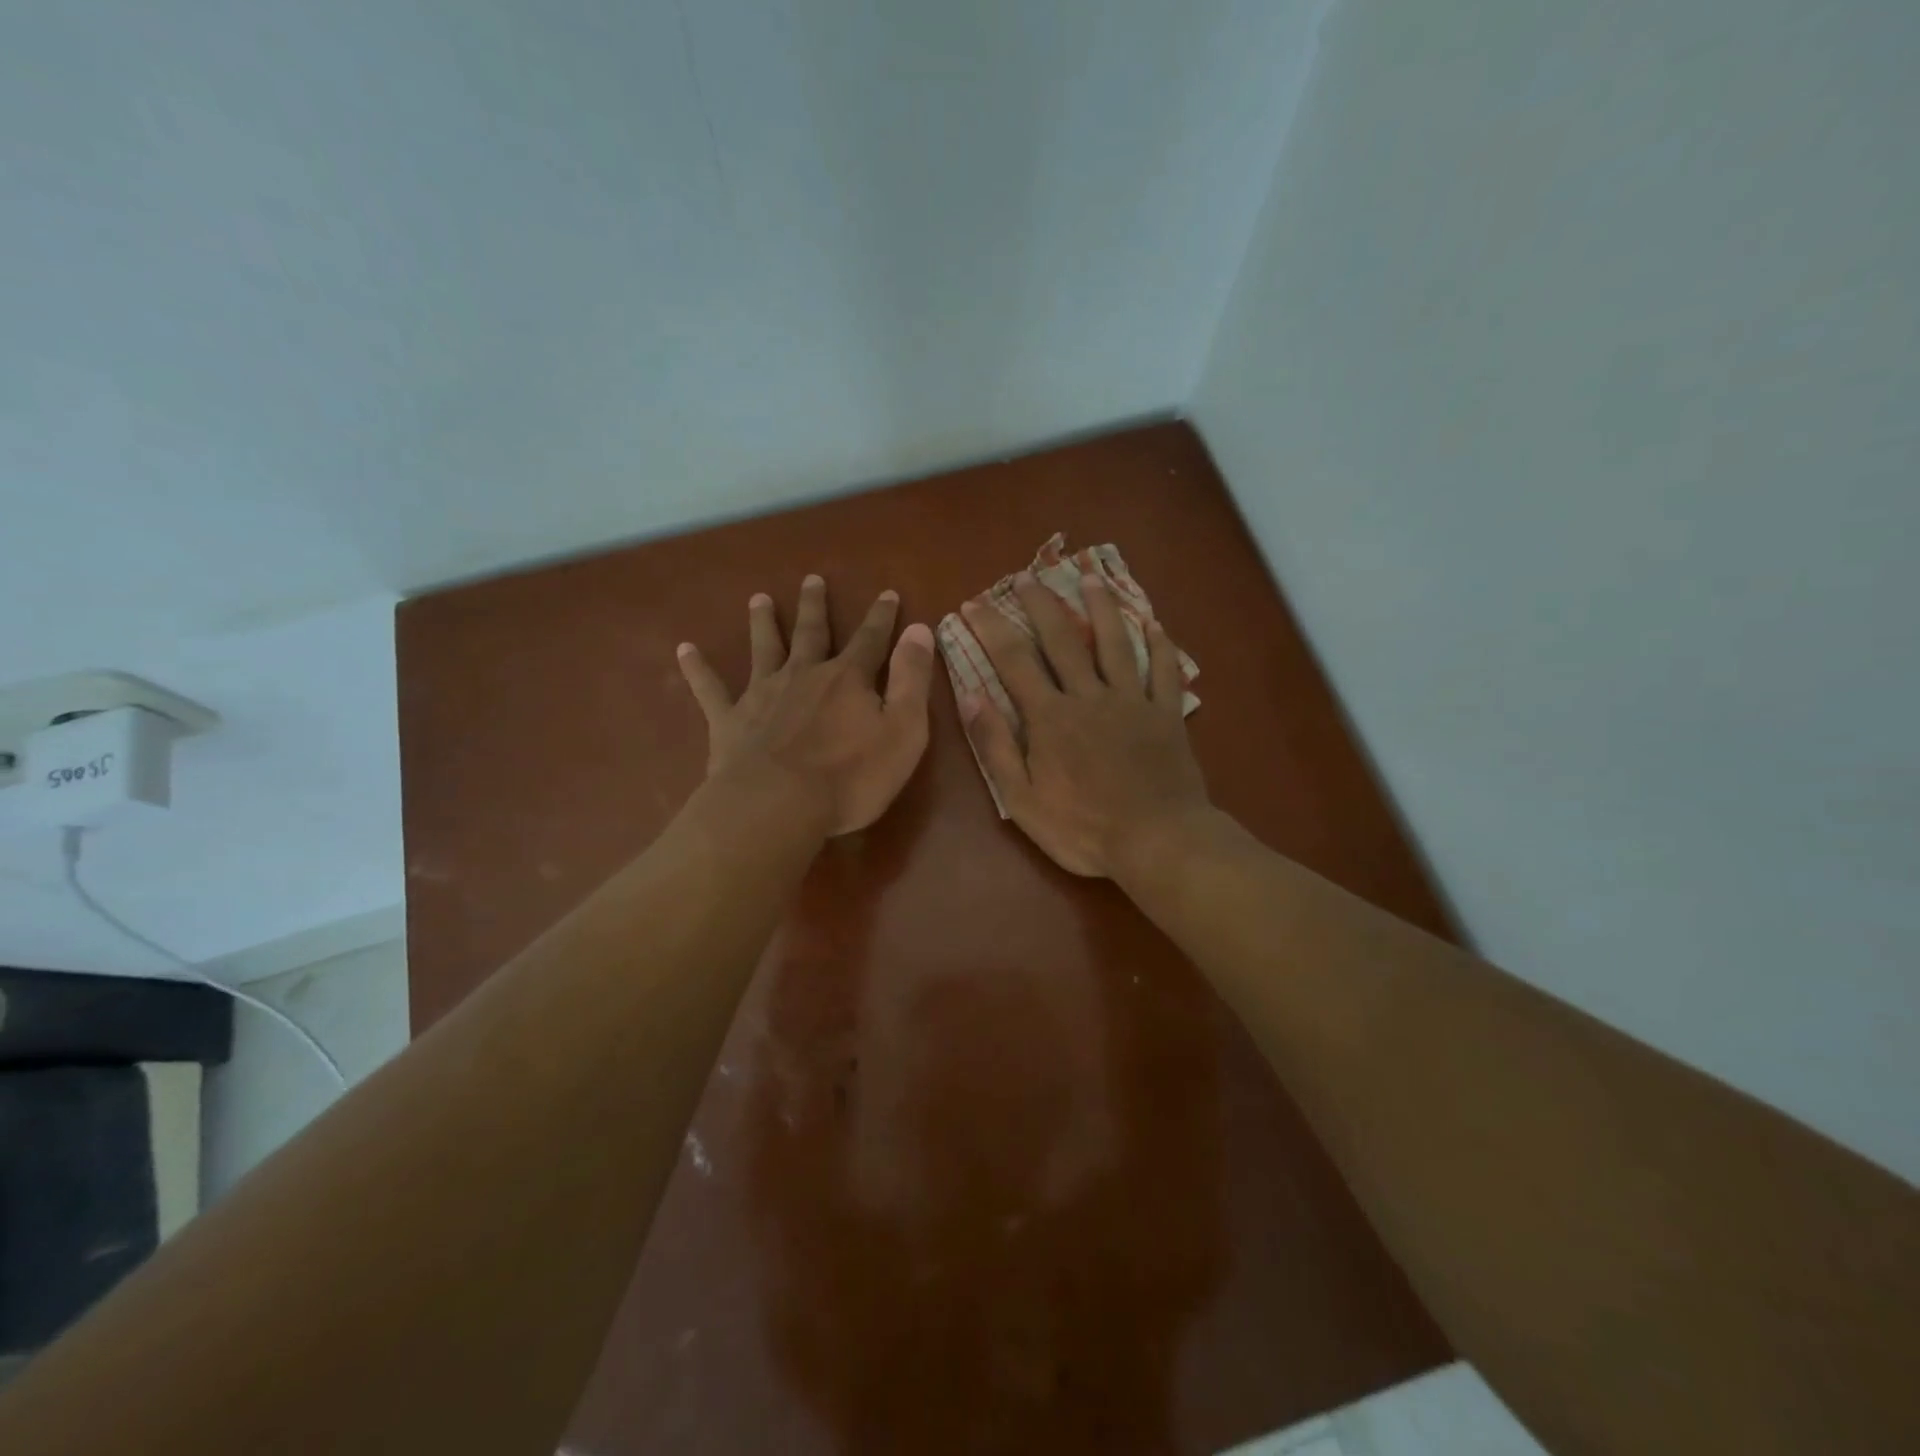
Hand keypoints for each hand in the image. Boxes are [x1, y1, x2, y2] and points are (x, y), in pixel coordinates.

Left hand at [677, 574, 935, 836]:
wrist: (777, 806)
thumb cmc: (850, 777)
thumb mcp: (903, 731)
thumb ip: (912, 679)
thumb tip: (920, 629)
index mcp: (847, 679)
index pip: (871, 639)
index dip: (882, 617)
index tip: (887, 593)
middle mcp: (803, 675)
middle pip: (811, 633)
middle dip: (815, 607)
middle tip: (812, 579)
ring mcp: (762, 695)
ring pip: (763, 649)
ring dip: (762, 623)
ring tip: (759, 599)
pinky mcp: (729, 721)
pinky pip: (710, 689)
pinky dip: (697, 669)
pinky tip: (684, 649)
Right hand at [959, 573, 1210, 877]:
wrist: (1157, 841)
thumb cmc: (1083, 829)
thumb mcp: (1022, 799)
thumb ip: (996, 746)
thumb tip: (971, 696)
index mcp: (1050, 717)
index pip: (1013, 661)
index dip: (991, 629)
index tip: (972, 604)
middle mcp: (1089, 696)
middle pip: (1062, 640)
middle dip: (1041, 605)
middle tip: (1027, 576)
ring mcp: (1132, 701)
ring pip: (1115, 643)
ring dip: (1100, 608)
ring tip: (1090, 578)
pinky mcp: (1166, 714)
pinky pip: (1164, 670)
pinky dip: (1160, 644)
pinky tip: (1154, 622)